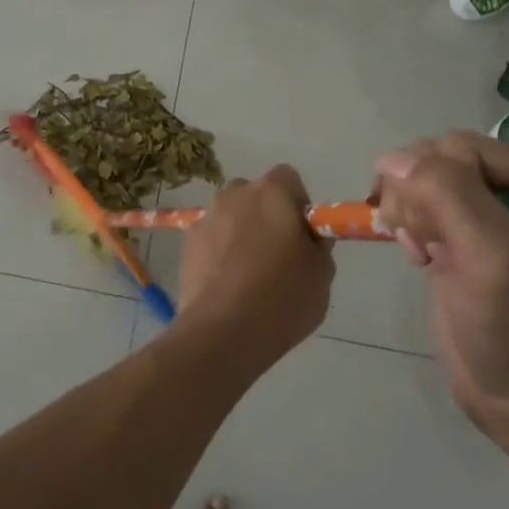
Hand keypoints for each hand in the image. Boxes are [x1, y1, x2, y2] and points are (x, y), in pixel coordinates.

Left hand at [175, 167, 334, 369]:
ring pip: (229, 217)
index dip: (297, 203)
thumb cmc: (283, 296)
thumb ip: (316, 243)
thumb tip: (307, 236)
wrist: (224, 330)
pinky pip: (210, 240)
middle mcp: (234, 195)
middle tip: (277, 254)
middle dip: (265, 215)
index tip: (302, 234)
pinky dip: (218, 253)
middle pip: (254, 195)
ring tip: (248, 275)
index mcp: (272, 192)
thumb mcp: (322, 272)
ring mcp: (206, 218)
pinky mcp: (186, 244)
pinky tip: (227, 285)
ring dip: (239, 233)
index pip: (287, 178)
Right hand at [371, 132, 508, 449]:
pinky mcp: (466, 239)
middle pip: (438, 160)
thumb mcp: (494, 258)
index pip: (460, 148)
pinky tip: (420, 258)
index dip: (434, 184)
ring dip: (409, 214)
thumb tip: (390, 157)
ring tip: (422, 254)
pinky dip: (409, 229)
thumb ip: (447, 195)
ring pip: (422, 180)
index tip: (431, 235)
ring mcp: (492, 213)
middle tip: (424, 246)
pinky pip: (421, 206)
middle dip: (418, 199)